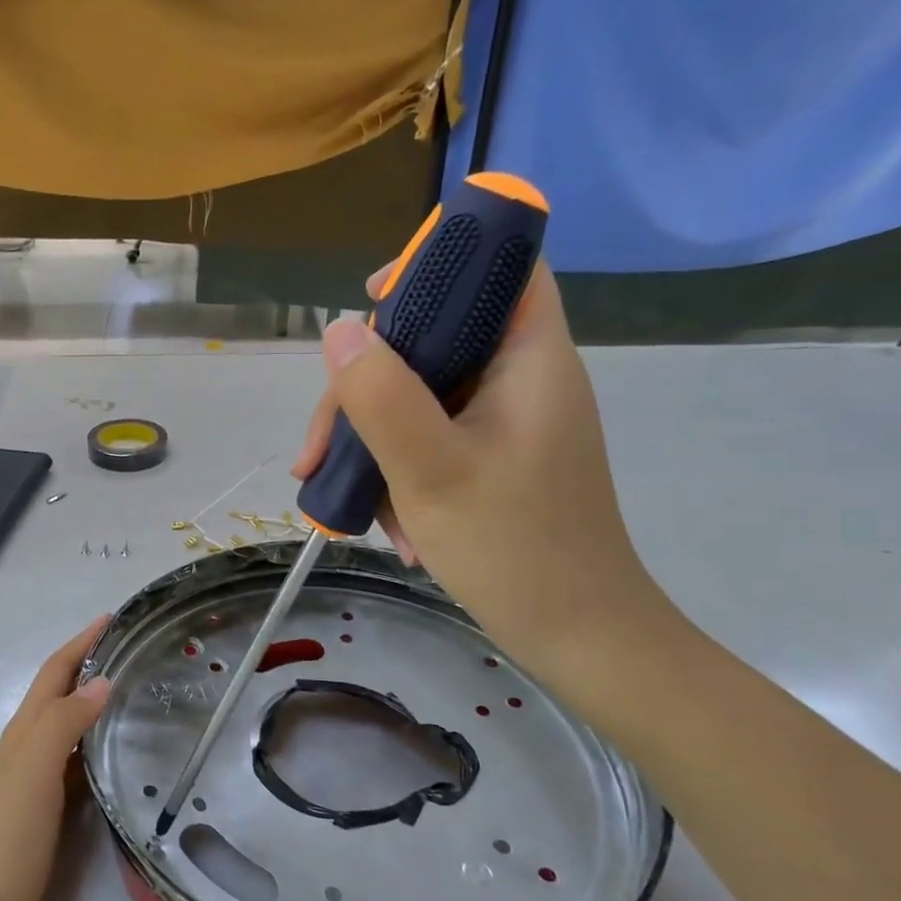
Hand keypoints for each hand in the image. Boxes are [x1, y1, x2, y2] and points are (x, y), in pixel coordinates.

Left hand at [0, 618, 111, 900]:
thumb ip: (65, 721)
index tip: (112, 618)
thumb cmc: (8, 829)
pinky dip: (96, 738)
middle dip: (90, 663)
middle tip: (132, 649)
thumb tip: (103, 681)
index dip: (81, 642)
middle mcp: (30, 741)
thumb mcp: (35, 767)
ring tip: (134, 687)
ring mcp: (37, 773)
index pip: (56, 671)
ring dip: (95, 697)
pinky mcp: (48, 801)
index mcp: (26, 727)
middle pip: (61, 690)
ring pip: (70, 721)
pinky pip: (77, 755)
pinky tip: (118, 746)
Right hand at [292, 260, 672, 688]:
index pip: (498, 268)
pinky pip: (430, 440)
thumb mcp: (432, 470)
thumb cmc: (515, 549)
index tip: (368, 303)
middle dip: (366, 388)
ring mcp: (506, 424)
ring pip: (420, 397)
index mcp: (530, 360)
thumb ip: (381, 397)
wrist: (581, 638)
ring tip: (346, 501)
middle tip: (319, 448)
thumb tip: (335, 333)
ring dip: (372, 441)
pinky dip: (398, 471)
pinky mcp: (493, 461)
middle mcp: (521, 380)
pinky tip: (387, 523)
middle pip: (434, 341)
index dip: (437, 263)